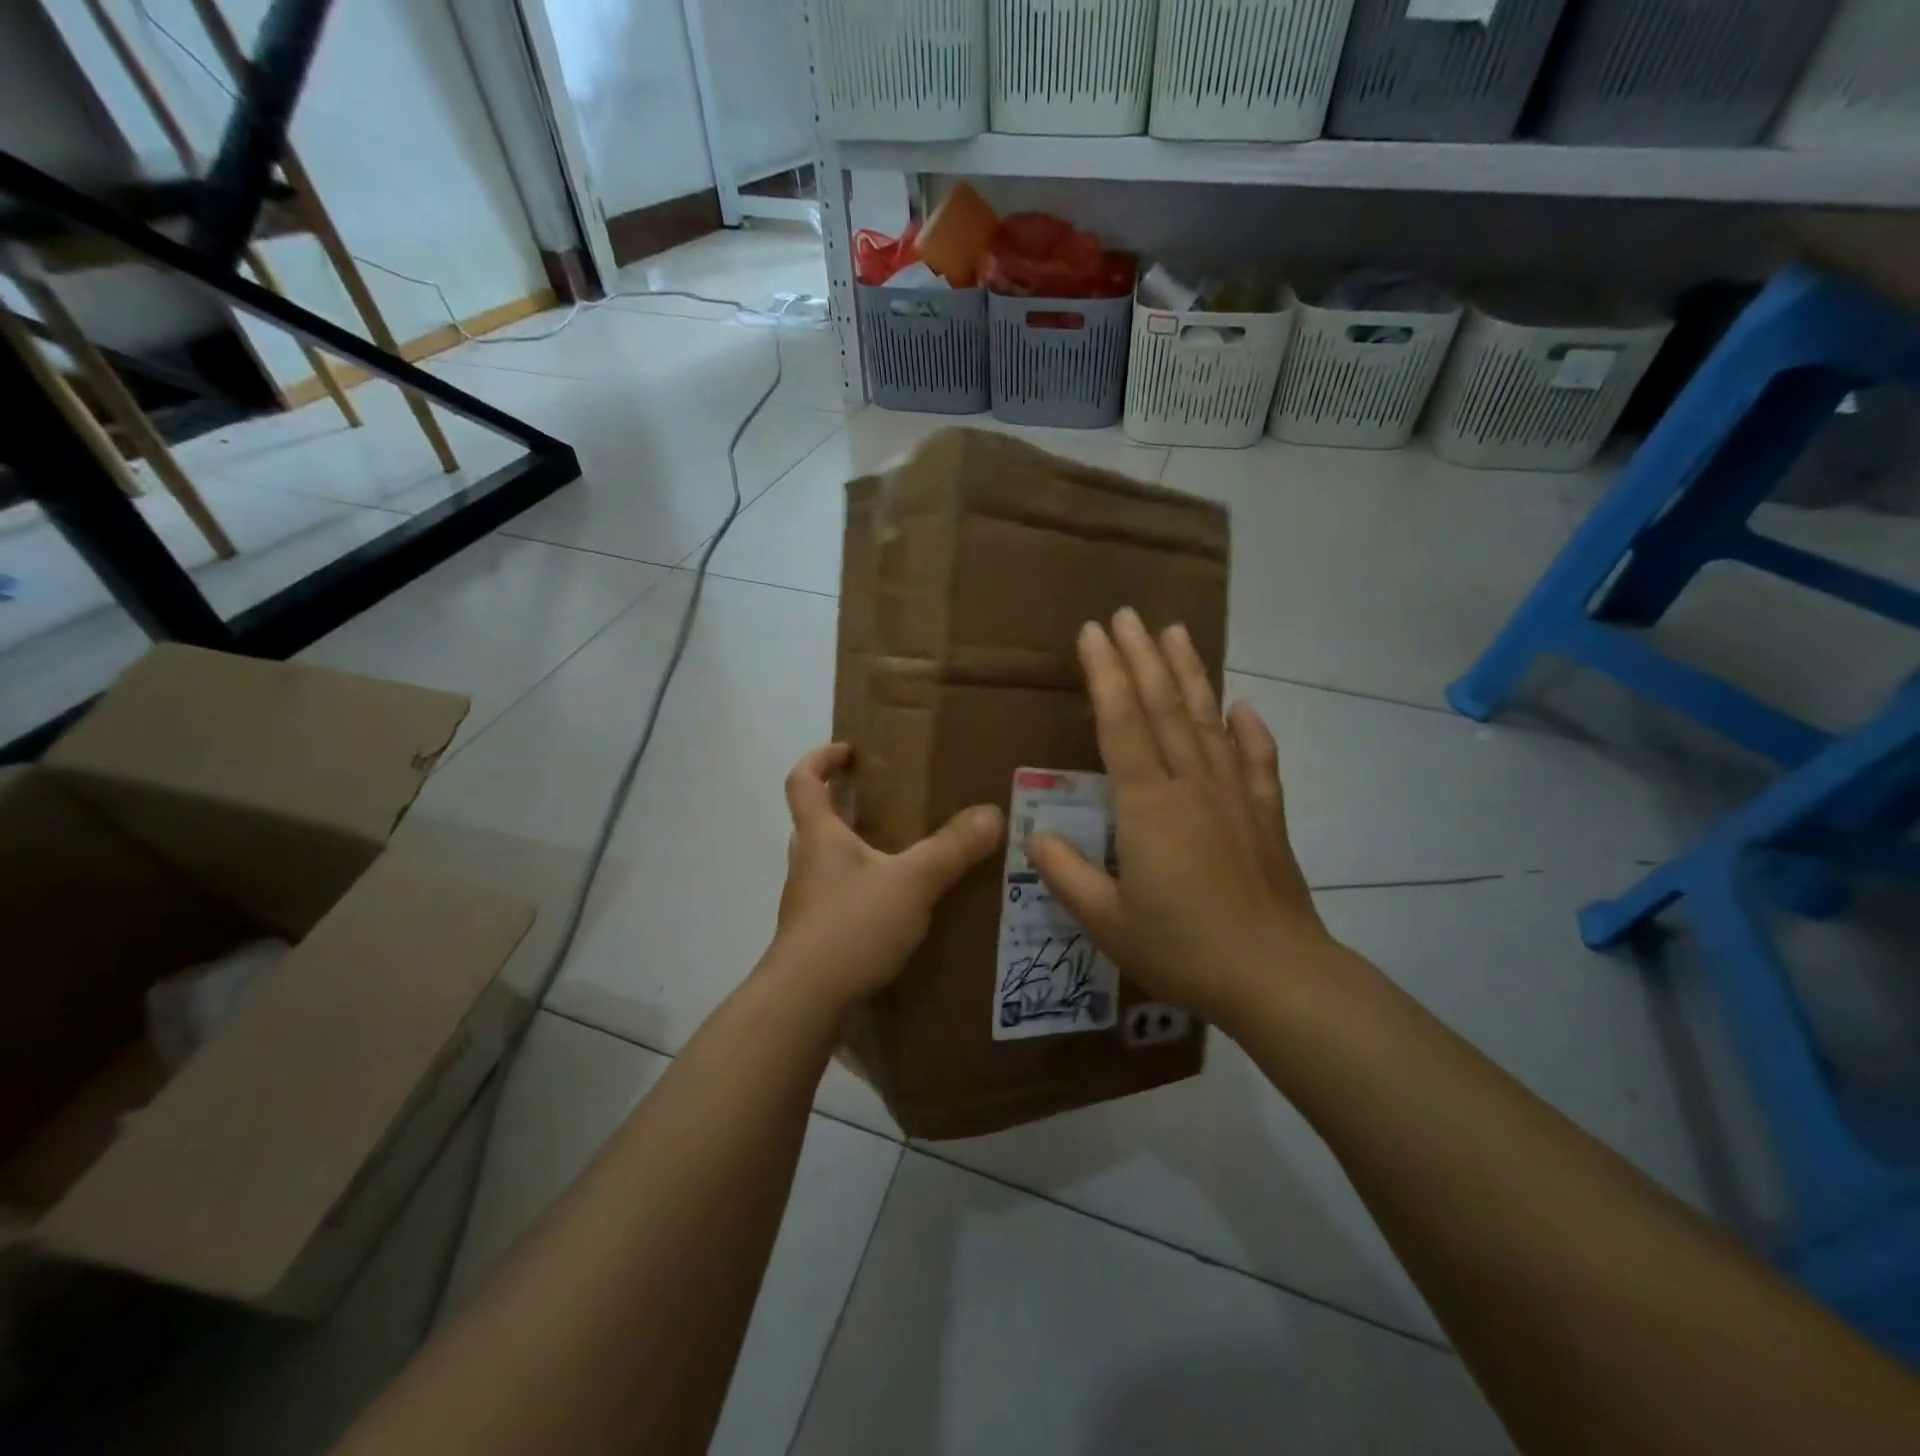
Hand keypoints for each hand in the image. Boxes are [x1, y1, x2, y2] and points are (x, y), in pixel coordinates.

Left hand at [772, 744, 1004, 1009]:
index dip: (821, 758)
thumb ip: (953, 848)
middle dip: (845, 805)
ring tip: (900, 855)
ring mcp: (807, 902)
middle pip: (815, 820)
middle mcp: (806, 862)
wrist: (805, 1002)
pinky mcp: (815, 935)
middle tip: (885, 803)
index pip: (803, 780)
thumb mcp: (913, 882)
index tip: (850, 752)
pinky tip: (895, 907)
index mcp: (820, 836)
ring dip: (854, 849)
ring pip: (827, 861)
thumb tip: (993, 814)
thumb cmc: (852, 926)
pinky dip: (862, 889)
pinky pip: (838, 896)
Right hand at [1027, 609, 1338, 1031]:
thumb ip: (1067, 875)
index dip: (1105, 674)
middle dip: (1141, 656)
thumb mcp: (1107, 922)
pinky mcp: (1266, 815)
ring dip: (1190, 673)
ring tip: (1175, 633)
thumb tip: (1035, 836)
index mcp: (1147, 807)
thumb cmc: (1183, 949)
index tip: (1092, 633)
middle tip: (1126, 614)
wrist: (1276, 976)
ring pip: (1208, 720)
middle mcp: (1191, 786)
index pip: (1121, 723)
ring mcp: (1234, 796)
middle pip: (1164, 707)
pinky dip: (1251, 730)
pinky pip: (1258, 760)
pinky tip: (1244, 706)